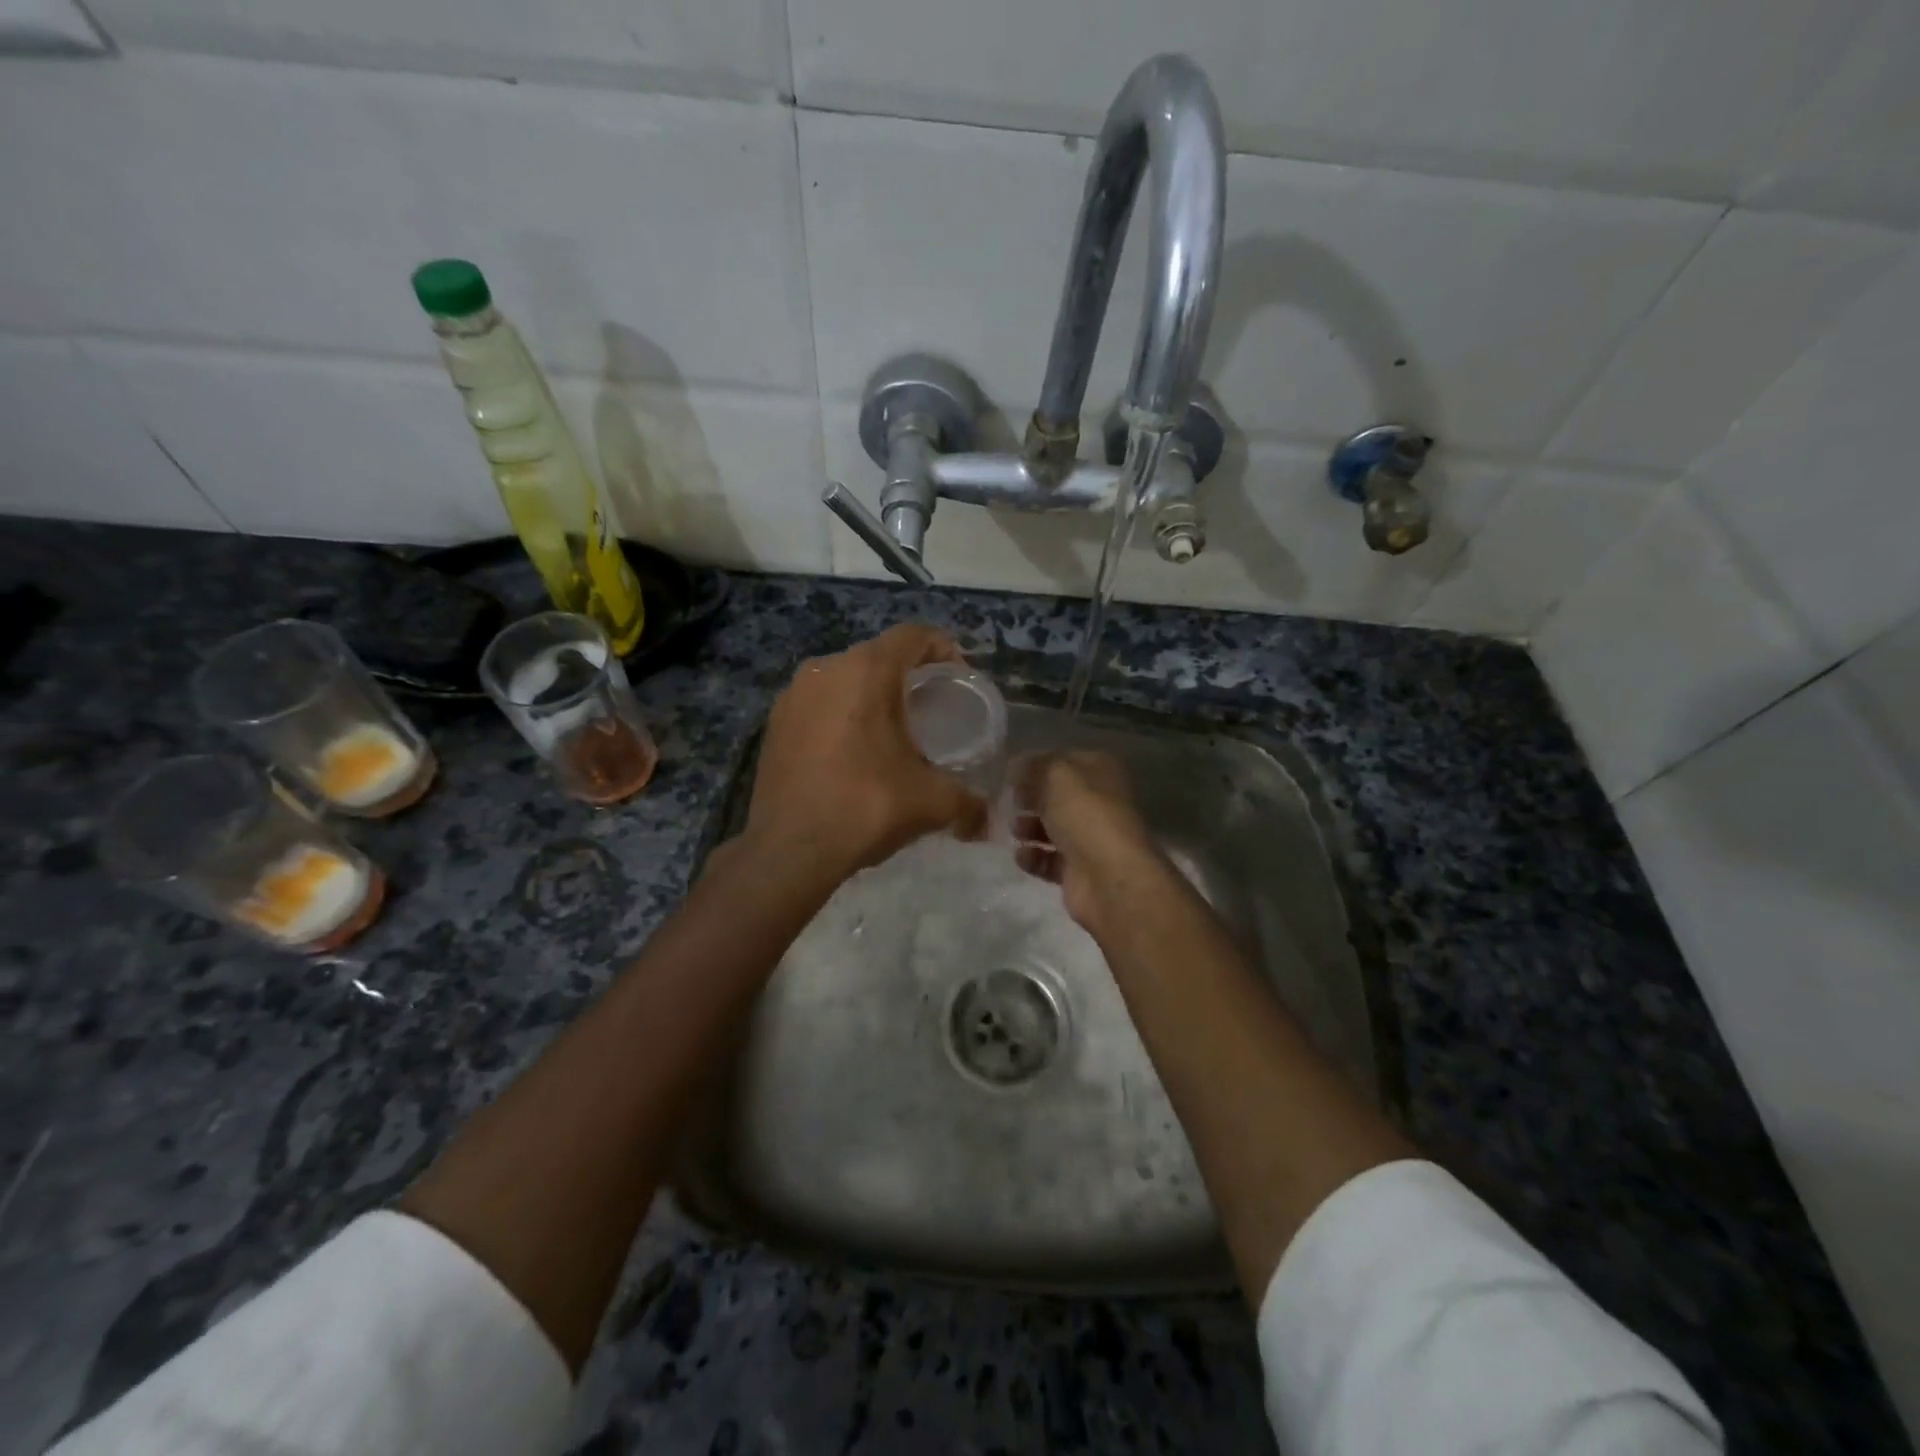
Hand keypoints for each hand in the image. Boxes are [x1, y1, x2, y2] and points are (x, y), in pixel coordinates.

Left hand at [741, 624, 986, 883]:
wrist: (789, 849)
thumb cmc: (865, 807)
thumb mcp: (931, 803)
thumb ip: (968, 803)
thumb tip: (986, 821)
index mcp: (866, 671)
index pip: (913, 635)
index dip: (942, 648)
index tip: (958, 677)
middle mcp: (825, 669)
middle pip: (878, 656)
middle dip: (907, 676)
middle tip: (930, 708)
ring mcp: (793, 695)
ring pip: (844, 679)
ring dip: (871, 696)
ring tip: (891, 733)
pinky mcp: (773, 723)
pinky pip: (818, 704)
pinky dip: (840, 716)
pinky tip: (851, 753)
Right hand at [1012, 750, 1157, 936]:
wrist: (1107, 877)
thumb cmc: (1084, 814)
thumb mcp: (1055, 775)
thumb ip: (1034, 766)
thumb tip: (1018, 766)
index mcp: (1101, 771)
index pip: (1065, 761)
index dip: (1039, 764)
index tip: (1012, 773)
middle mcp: (1100, 802)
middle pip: (1058, 796)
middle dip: (1032, 798)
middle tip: (1011, 801)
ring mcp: (1091, 839)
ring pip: (1053, 828)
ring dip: (1030, 828)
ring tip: (1015, 829)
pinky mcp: (1079, 871)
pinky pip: (1050, 860)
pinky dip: (1034, 857)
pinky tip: (1022, 855)